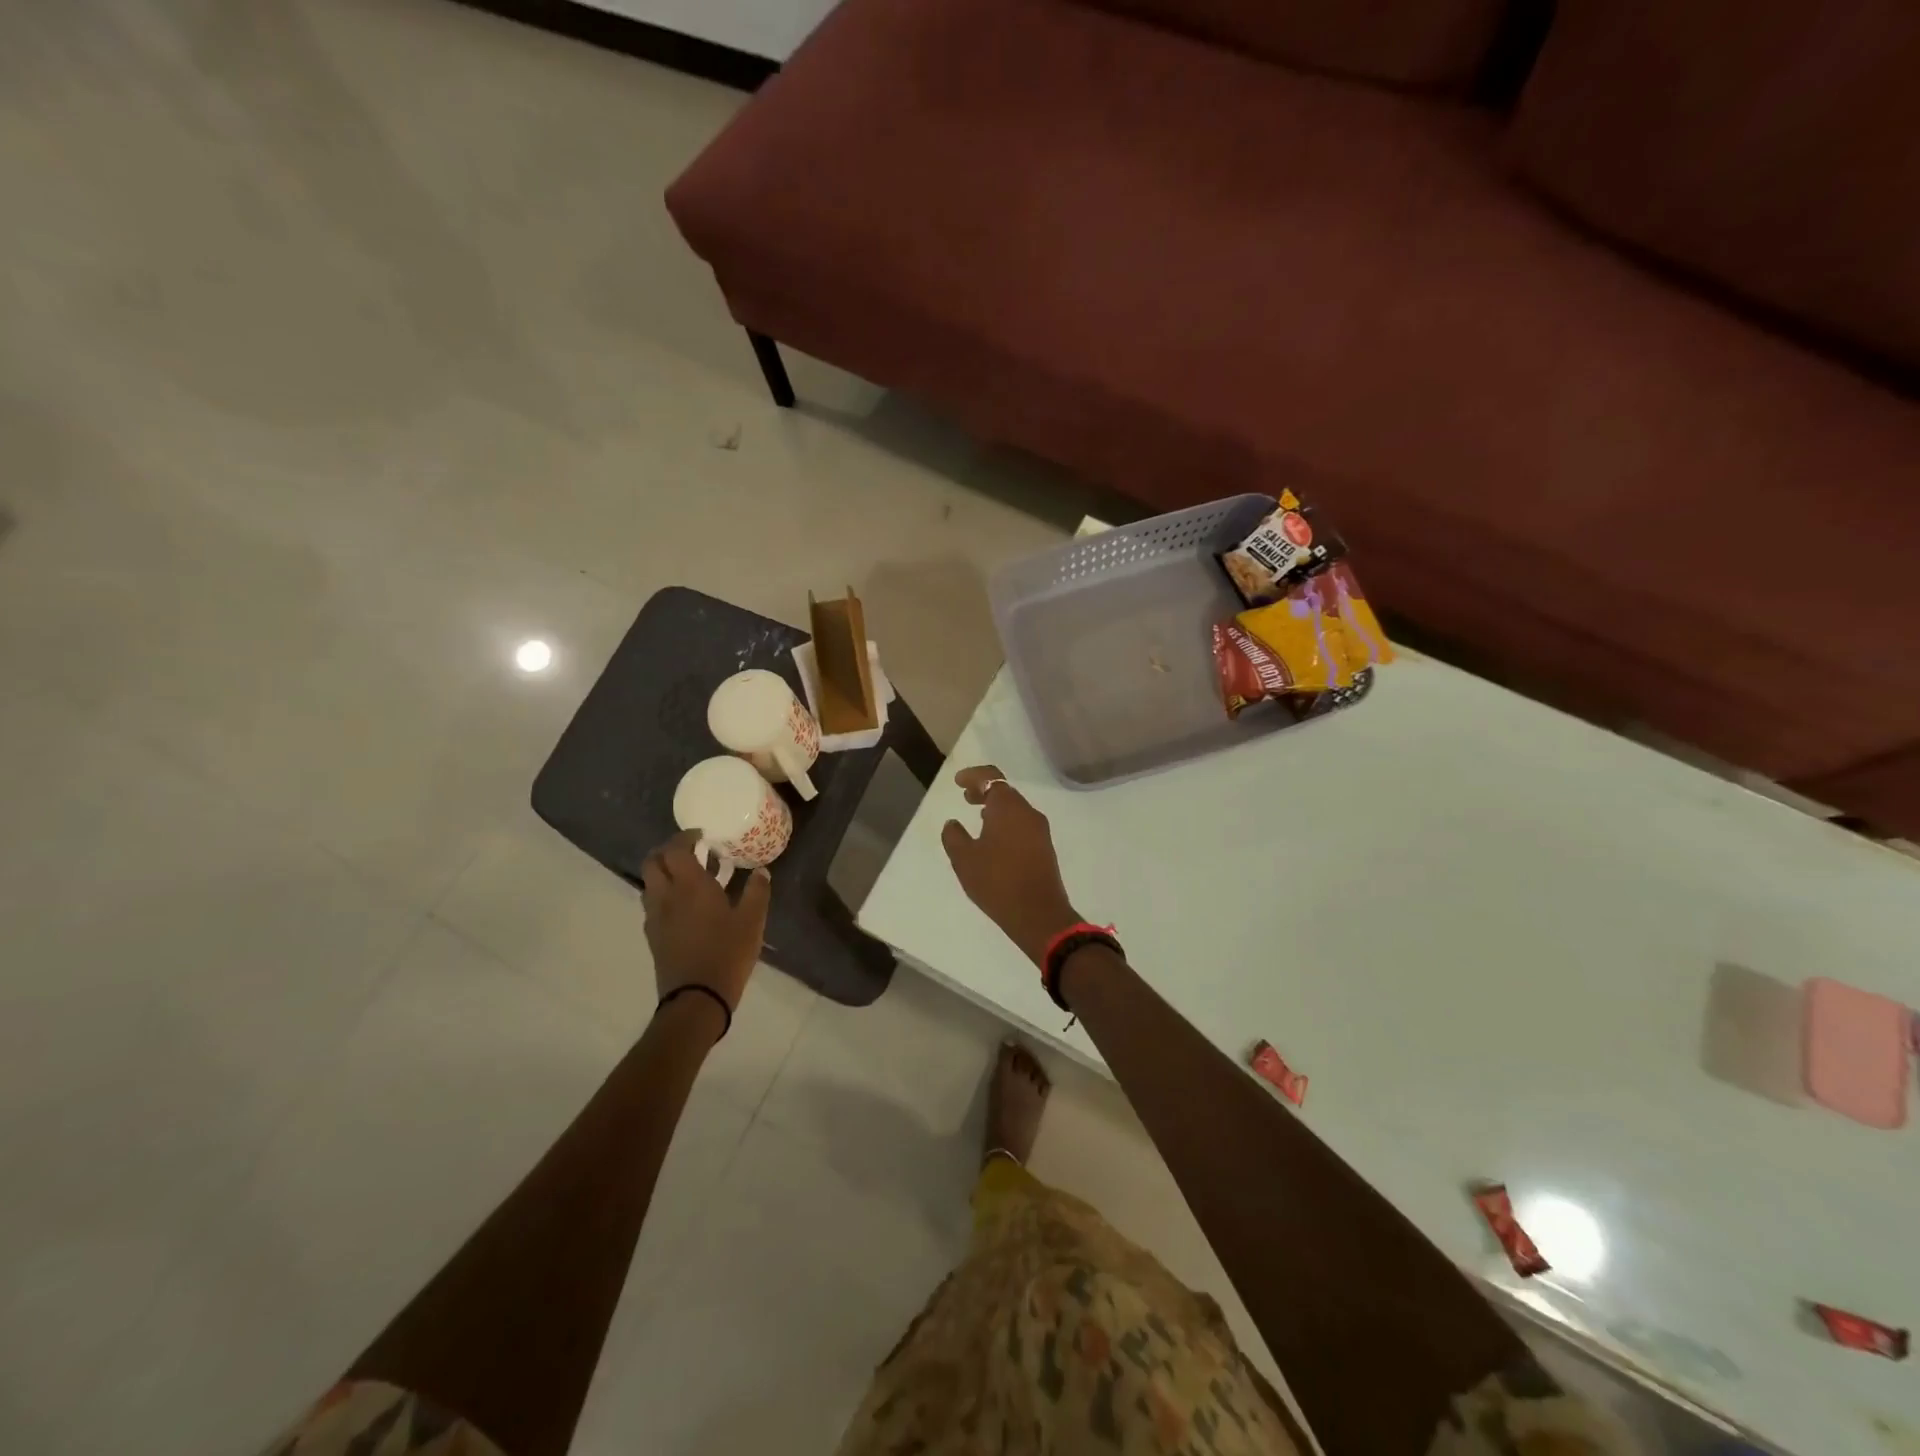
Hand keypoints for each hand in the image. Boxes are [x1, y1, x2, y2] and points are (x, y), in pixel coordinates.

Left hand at [640, 831, 770, 1017]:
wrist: (696, 998)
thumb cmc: (727, 953)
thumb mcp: (752, 921)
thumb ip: (757, 892)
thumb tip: (761, 871)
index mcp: (690, 886)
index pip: (676, 849)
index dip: (685, 837)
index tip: (702, 835)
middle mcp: (666, 896)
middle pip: (653, 862)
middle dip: (668, 850)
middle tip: (691, 851)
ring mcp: (656, 917)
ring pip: (650, 883)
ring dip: (665, 872)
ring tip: (691, 877)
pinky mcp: (654, 936)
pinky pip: (654, 904)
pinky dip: (665, 894)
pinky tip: (687, 906)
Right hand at [940, 765, 1080, 965]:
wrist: (1038, 914)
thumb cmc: (997, 881)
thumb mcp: (964, 859)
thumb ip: (954, 836)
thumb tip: (952, 824)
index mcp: (1008, 807)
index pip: (991, 778)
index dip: (973, 776)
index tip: (957, 782)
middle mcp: (1028, 812)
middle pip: (1005, 791)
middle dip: (984, 791)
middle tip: (965, 797)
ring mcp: (1040, 830)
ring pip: (1015, 808)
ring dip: (996, 808)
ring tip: (978, 816)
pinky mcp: (1045, 847)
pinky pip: (1022, 824)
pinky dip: (1006, 822)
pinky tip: (994, 838)